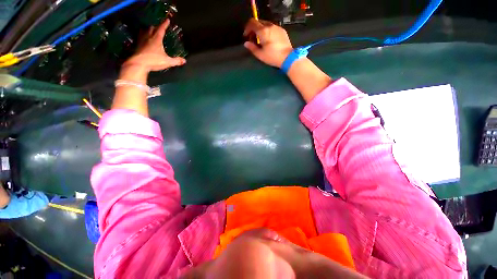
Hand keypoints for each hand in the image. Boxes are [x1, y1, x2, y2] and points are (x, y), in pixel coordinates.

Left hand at [123, 19, 185, 72]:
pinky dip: (143, 35)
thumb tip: (184, 60)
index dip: (165, 24)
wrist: (139, 64)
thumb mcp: (168, 62)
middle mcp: (148, 37)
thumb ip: (176, 61)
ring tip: (150, 31)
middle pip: (151, 28)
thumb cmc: (154, 61)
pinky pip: (140, 37)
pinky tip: (143, 39)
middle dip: (156, 27)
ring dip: (148, 30)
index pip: (161, 29)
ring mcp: (141, 41)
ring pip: (144, 31)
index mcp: (156, 39)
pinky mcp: (137, 45)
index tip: (167, 20)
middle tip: (159, 27)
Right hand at [243, 19, 292, 67]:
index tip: (246, 36)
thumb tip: (246, 43)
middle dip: (253, 29)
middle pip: (259, 22)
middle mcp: (270, 26)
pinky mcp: (282, 30)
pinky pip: (272, 27)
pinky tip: (269, 40)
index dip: (247, 28)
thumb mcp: (260, 55)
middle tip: (253, 38)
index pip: (252, 23)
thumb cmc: (272, 57)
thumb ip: (252, 48)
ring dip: (261, 30)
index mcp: (263, 31)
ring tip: (261, 40)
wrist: (287, 57)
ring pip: (266, 24)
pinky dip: (268, 31)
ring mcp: (277, 27)